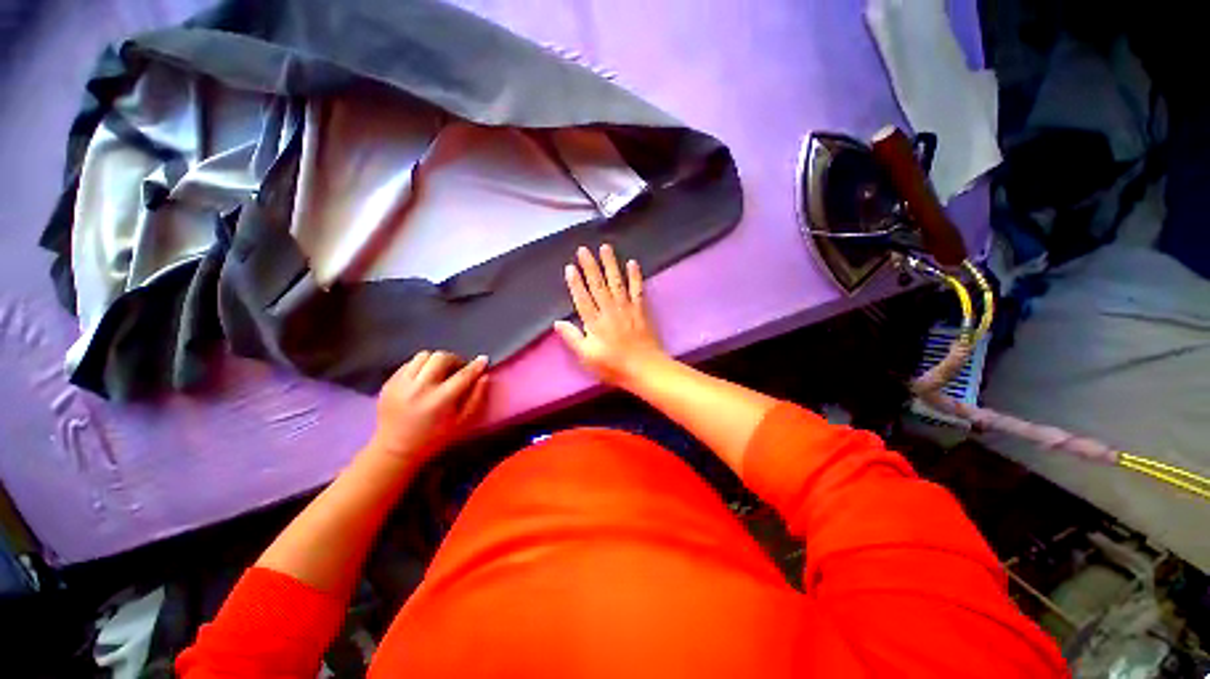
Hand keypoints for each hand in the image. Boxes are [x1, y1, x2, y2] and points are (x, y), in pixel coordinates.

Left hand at [367, 351, 489, 465]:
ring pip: (424, 356)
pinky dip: (421, 366)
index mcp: (439, 400)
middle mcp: (418, 388)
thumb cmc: (434, 437)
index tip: (483, 360)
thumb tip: (484, 376)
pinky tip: (424, 378)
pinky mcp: (389, 382)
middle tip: (458, 370)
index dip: (476, 365)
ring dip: (437, 361)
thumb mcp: (462, 421)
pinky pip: (409, 363)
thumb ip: (476, 397)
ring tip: (440, 372)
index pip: (463, 375)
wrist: (395, 448)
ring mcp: (401, 384)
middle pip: (441, 358)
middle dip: (455, 360)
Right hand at [554, 245, 669, 387]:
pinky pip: (637, 290)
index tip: (570, 267)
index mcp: (594, 323)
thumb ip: (573, 338)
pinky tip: (632, 263)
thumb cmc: (613, 366)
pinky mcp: (640, 310)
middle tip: (584, 249)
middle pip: (598, 285)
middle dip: (590, 266)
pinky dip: (635, 276)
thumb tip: (557, 322)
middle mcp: (609, 311)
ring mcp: (626, 309)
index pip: (582, 298)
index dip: (575, 283)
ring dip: (610, 264)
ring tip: (605, 248)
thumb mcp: (587, 357)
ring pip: (616, 282)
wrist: (644, 369)